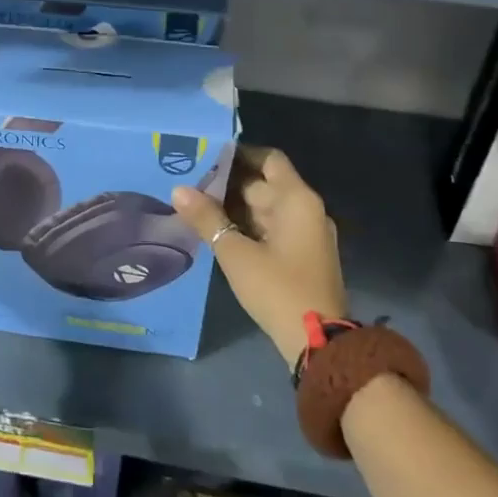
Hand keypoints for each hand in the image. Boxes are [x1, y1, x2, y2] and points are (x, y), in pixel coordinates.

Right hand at [173, 145, 345, 365]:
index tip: (207, 155)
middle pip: (265, 184)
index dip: (240, 154)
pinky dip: (247, 225)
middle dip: (228, 183)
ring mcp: (307, 234)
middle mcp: (306, 210)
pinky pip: (272, 228)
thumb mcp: (236, 253)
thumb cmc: (277, 288)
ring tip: (196, 206)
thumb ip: (206, 219)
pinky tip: (218, 232)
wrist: (319, 342)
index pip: (269, 159)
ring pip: (266, 208)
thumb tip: (178, 190)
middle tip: (190, 184)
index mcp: (297, 200)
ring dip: (235, 207)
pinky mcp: (302, 255)